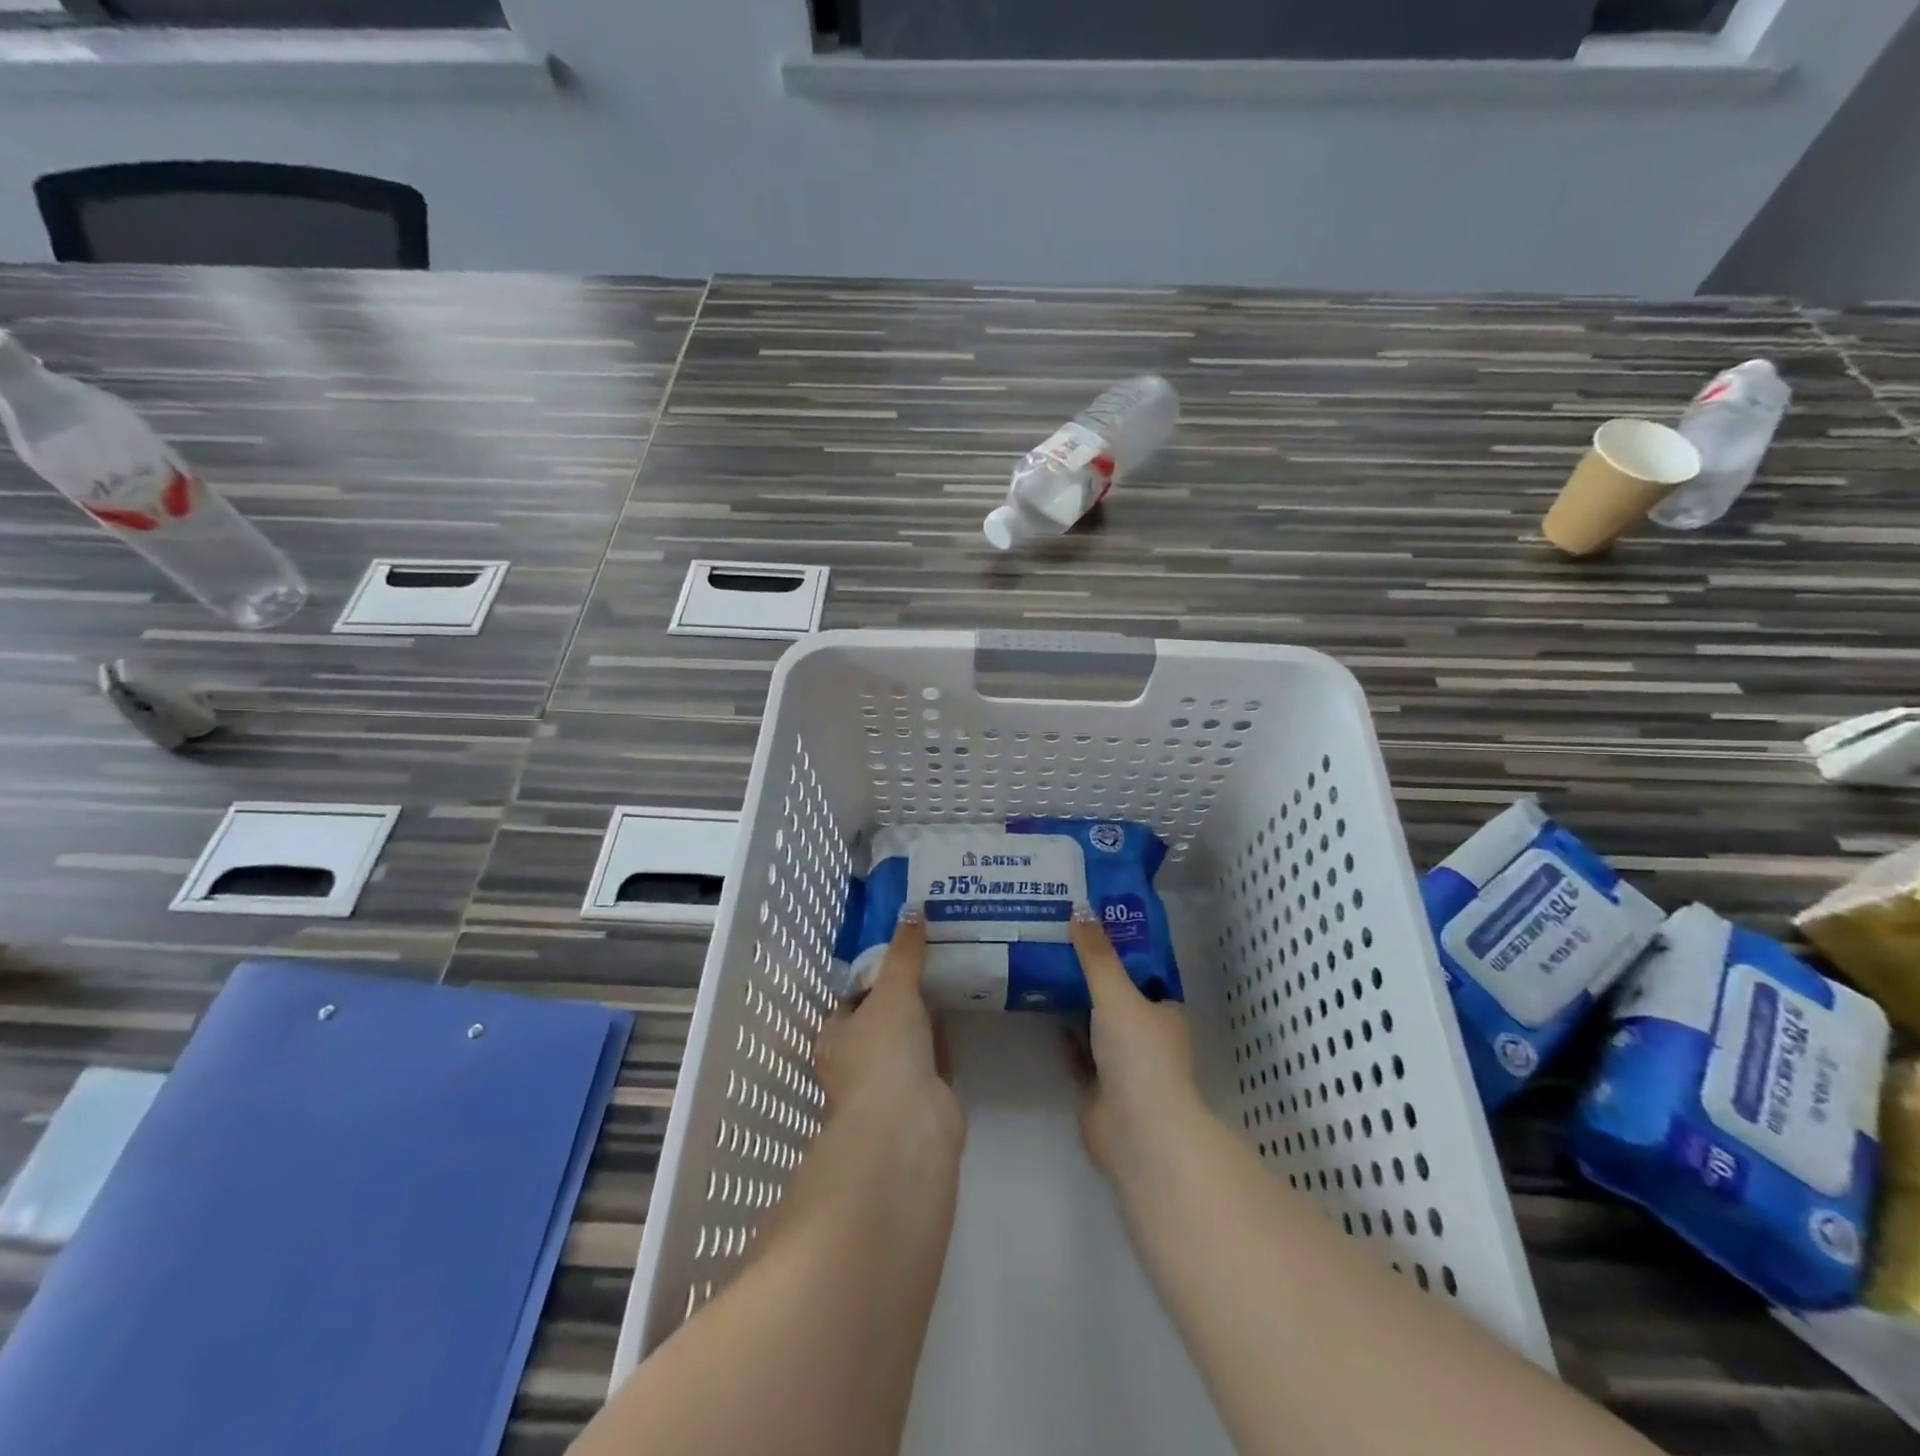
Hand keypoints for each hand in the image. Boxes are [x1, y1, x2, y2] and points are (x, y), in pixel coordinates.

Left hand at [814, 909, 964, 1144]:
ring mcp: (891, 1082)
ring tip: (949, 972)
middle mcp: (857, 1061)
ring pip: (908, 1038)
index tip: (900, 946)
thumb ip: (904, 952)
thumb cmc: (883, 1052)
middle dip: (903, 993)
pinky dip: (944, 1037)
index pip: (851, 997)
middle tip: (931, 954)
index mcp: (835, 1037)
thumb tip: (912, 908)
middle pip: (881, 1017)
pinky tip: (962, 1010)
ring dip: (925, 1015)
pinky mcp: (924, 1097)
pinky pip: (934, 1056)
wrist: (909, 1127)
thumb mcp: (892, 990)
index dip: (873, 974)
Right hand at [1068, 906, 1202, 1194]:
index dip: (1119, 947)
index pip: (1142, 971)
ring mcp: (1122, 1062)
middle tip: (1056, 936)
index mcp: (1164, 1011)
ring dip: (1073, 1000)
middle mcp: (1146, 1034)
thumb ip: (1097, 955)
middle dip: (1090, 972)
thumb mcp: (1117, 994)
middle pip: (1116, 995)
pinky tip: (1036, 1005)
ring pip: (1094, 1021)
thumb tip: (1080, 907)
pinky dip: (1061, 1030)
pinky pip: (1076, 1048)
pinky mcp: (1096, 1085)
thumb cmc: (1139, 1054)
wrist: (1136, 1131)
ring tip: (1040, 961)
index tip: (1090, 922)